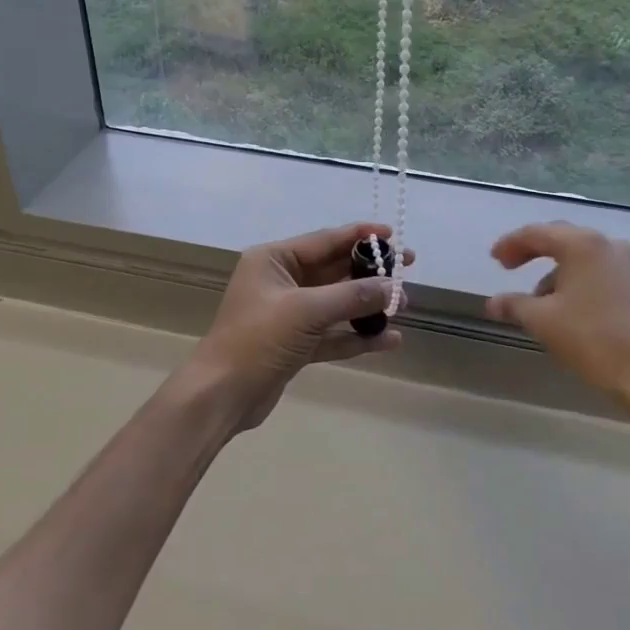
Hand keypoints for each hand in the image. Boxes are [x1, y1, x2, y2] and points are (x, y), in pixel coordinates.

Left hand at [179, 223, 413, 431]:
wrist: (221, 394)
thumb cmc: (258, 340)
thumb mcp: (306, 311)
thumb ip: (352, 297)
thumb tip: (393, 288)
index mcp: (273, 260)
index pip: (324, 240)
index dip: (360, 236)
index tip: (393, 235)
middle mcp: (281, 281)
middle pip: (334, 270)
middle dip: (370, 272)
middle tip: (407, 268)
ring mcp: (288, 314)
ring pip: (336, 303)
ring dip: (367, 305)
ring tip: (404, 305)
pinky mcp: (295, 344)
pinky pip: (333, 333)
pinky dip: (357, 336)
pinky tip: (389, 340)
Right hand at [486, 222, 629, 407]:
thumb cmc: (592, 340)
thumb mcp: (542, 321)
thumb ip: (514, 304)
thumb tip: (492, 302)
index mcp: (583, 245)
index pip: (537, 233)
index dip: (511, 244)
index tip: (494, 260)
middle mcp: (611, 245)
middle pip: (564, 240)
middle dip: (534, 253)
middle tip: (511, 268)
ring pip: (586, 258)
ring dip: (559, 272)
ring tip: (541, 301)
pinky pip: (604, 273)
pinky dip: (582, 282)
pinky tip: (573, 309)